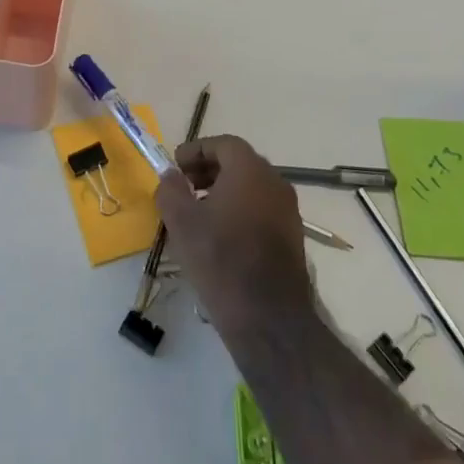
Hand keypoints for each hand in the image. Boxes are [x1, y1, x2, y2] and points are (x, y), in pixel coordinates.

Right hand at [156, 135, 315, 338]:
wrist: (268, 318)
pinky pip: (261, 210)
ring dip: (223, 192)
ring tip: (197, 214)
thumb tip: (171, 176)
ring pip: (251, 188)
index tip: (175, 166)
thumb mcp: (181, 222)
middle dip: (208, 170)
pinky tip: (219, 237)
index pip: (223, 144)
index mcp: (250, 170)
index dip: (196, 150)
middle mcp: (275, 182)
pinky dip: (239, 211)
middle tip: (183, 186)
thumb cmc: (221, 259)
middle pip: (239, 163)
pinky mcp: (292, 237)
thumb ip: (171, 190)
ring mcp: (288, 211)